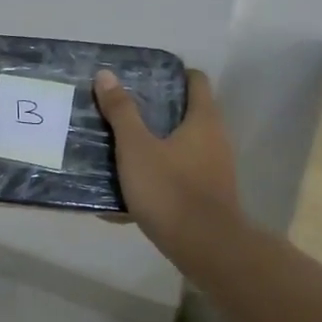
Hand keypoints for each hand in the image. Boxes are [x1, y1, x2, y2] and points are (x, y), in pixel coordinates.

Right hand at [93, 67, 242, 266]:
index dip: (173, 74)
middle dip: (156, 111)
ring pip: (180, 148)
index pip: (196, 81)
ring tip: (118, 147)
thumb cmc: (170, 189)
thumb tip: (106, 75)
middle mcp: (215, 140)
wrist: (204, 247)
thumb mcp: (136, 148)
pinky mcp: (207, 197)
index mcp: (203, 120)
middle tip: (121, 110)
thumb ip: (121, 112)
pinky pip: (177, 178)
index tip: (144, 76)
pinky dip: (156, 177)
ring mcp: (214, 171)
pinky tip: (126, 191)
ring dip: (154, 145)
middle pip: (187, 114)